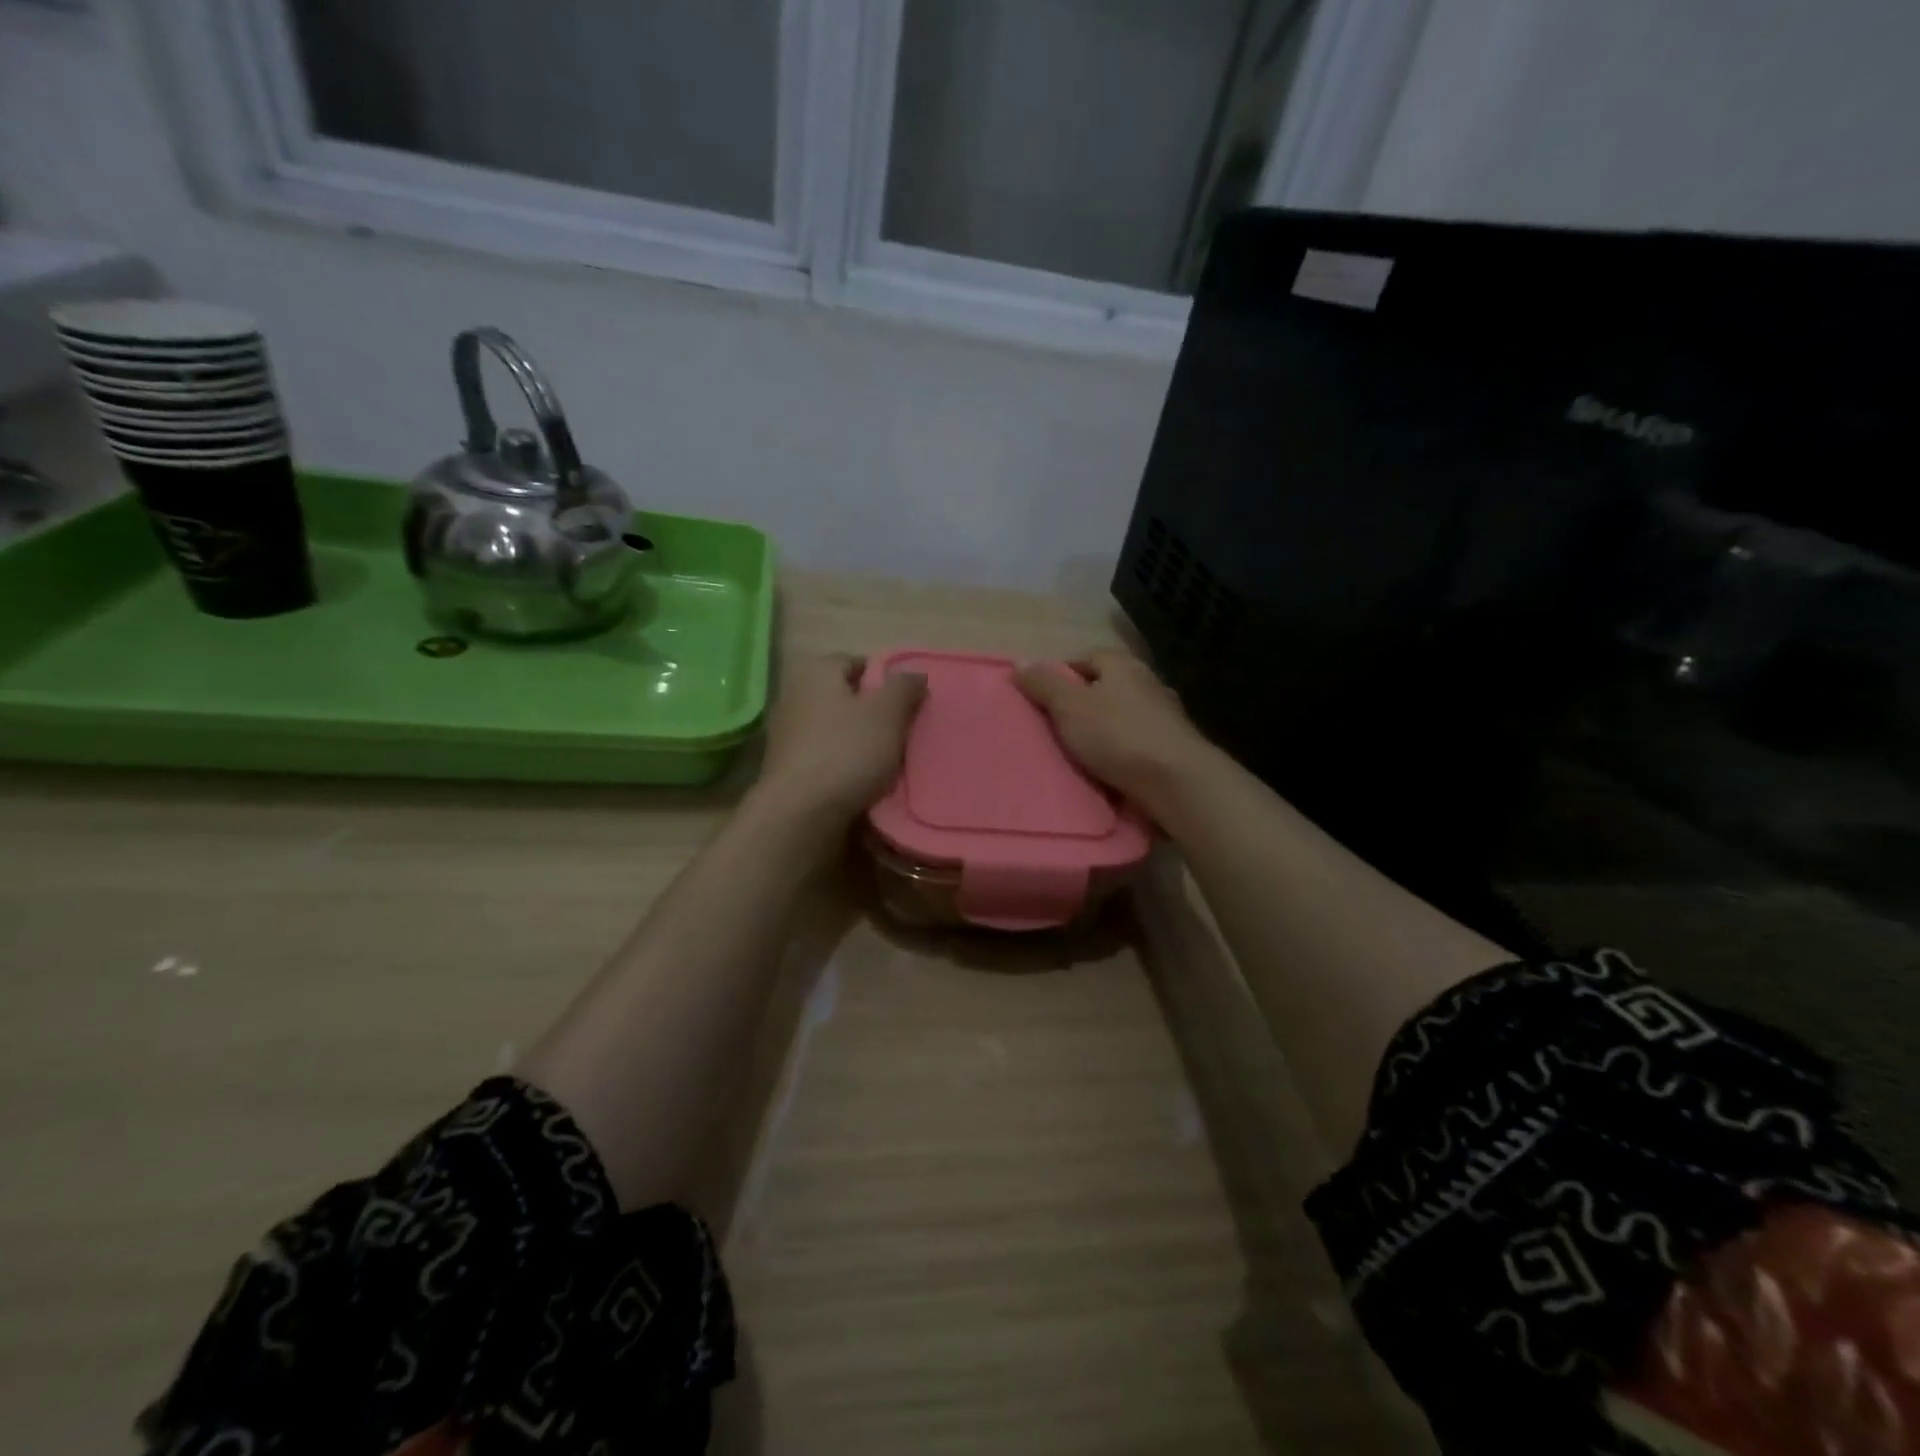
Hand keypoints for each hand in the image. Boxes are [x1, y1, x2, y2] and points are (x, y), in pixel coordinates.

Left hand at [754, 654, 926, 825]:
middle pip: (843, 696)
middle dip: (871, 711)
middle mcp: (794, 695)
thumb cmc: (847, 751)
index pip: (855, 661)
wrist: (800, 813)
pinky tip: (862, 781)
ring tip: (886, 759)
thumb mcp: (887, 713)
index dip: (883, 678)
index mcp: (815, 672)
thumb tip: (914, 674)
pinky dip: (843, 764)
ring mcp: (785, 733)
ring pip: (834, 728)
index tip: (906, 701)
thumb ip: (904, 687)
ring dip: (858, 740)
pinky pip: (824, 756)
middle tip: (900, 730)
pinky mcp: (786, 767)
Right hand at [1015, 650, 1212, 812]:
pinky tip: (1108, 769)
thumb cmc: (1118, 736)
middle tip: (1056, 728)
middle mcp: (1148, 683)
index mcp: (1123, 665)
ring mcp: (1165, 716)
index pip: (1085, 659)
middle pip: (1105, 687)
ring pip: (1122, 717)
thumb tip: (1020, 662)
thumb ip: (1044, 685)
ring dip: (1103, 730)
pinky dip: (1121, 752)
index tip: (1041, 700)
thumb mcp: (1069, 707)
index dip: (1060, 676)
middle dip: (1082, 705)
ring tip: (1079, 753)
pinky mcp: (1173, 747)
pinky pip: (1136, 743)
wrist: (1176, 782)